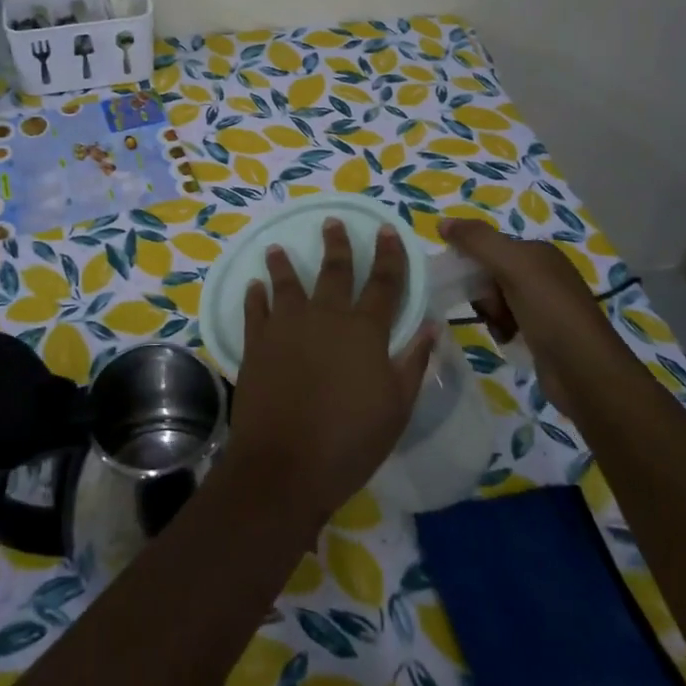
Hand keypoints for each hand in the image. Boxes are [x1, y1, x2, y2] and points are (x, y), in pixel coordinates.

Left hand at [226, 220, 435, 530]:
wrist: (286, 463)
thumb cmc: (351, 440)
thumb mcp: (397, 407)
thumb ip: (413, 362)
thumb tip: (431, 326)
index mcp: (364, 330)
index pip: (383, 283)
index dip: (388, 255)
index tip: (387, 230)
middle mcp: (325, 317)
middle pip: (334, 271)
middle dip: (337, 245)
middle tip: (333, 222)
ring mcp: (286, 326)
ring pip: (286, 284)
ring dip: (283, 264)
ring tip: (278, 248)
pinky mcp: (255, 343)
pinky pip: (254, 310)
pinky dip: (255, 296)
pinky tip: (254, 286)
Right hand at [439, 218, 631, 416]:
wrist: (586, 372)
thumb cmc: (550, 312)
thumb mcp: (513, 267)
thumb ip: (477, 241)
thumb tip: (442, 223)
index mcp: (539, 253)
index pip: (490, 245)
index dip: (472, 260)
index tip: (464, 280)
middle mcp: (543, 274)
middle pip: (490, 272)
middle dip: (483, 291)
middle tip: (490, 307)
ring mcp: (544, 305)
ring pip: (495, 298)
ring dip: (490, 312)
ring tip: (501, 327)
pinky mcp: (541, 332)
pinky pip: (506, 321)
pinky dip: (500, 329)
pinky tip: (507, 339)